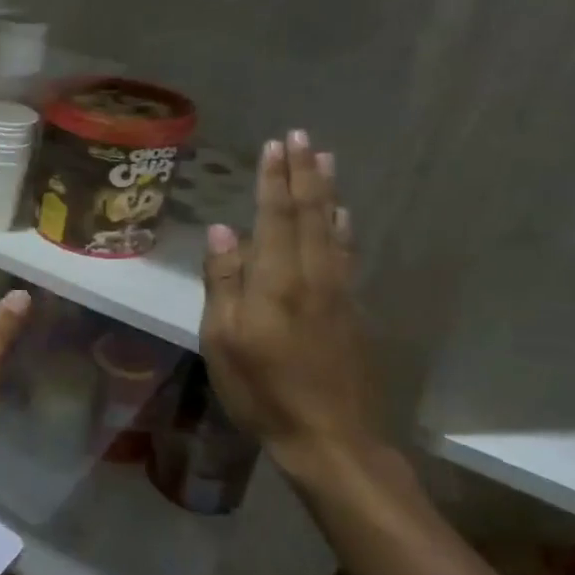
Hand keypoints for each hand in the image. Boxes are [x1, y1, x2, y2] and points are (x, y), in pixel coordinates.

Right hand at [199, 131, 384, 474]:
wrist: (331, 437)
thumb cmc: (263, 390)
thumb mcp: (223, 340)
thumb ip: (224, 283)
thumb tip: (223, 232)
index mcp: (276, 282)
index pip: (276, 217)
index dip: (274, 180)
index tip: (275, 144)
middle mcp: (312, 277)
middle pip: (309, 214)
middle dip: (303, 173)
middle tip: (302, 137)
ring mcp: (338, 293)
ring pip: (332, 229)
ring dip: (326, 191)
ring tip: (325, 159)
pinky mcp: (351, 311)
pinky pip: (345, 253)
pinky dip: (342, 227)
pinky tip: (342, 216)